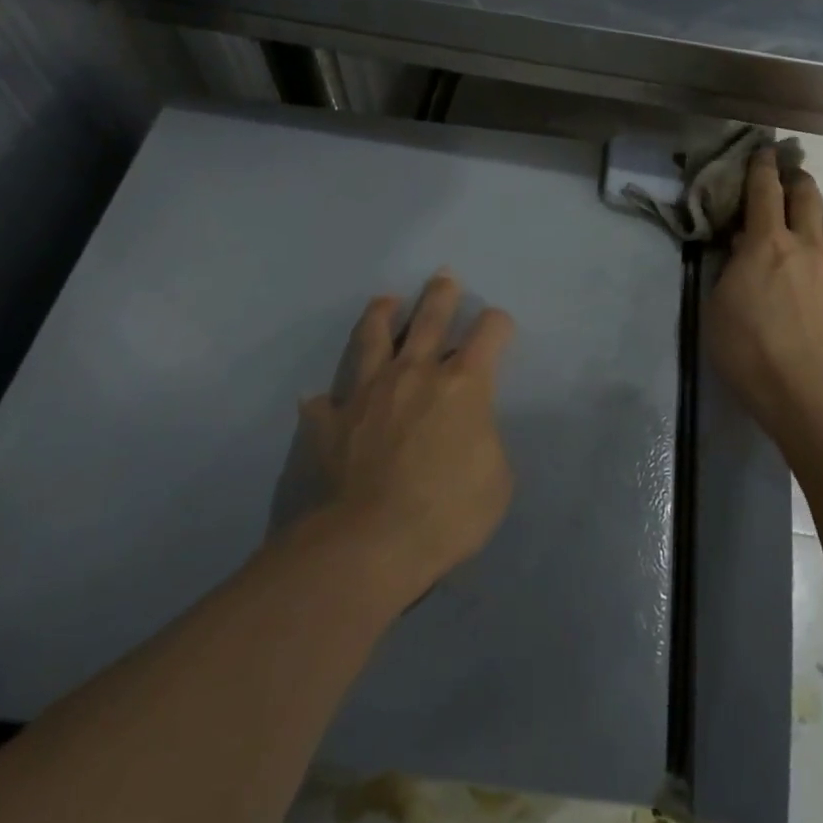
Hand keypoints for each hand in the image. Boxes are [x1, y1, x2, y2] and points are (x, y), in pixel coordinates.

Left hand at [303, 272, 515, 598]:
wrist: (367, 545)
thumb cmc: (446, 513)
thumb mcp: (496, 480)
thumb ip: (485, 440)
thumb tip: (468, 429)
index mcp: (462, 385)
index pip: (488, 333)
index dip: (498, 324)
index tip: (499, 327)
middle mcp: (414, 374)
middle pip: (430, 318)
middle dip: (441, 295)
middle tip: (444, 277)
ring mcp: (367, 393)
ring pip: (373, 338)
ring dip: (382, 315)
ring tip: (386, 301)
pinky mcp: (329, 421)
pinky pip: (325, 401)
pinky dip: (328, 399)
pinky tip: (323, 398)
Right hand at [706, 151, 822, 427]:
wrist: (801, 386)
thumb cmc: (745, 344)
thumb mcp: (718, 301)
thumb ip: (732, 267)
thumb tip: (745, 247)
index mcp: (767, 242)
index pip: (765, 190)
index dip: (762, 166)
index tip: (764, 151)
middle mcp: (806, 245)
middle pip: (808, 196)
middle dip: (797, 179)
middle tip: (790, 175)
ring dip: (820, 211)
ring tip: (812, 214)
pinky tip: (822, 274)